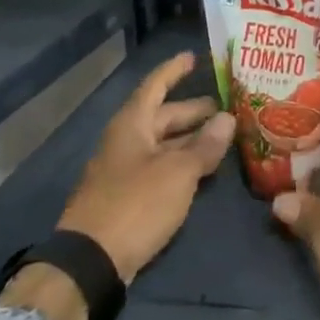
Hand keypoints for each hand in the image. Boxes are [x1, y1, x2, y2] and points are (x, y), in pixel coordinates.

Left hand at [57, 50, 235, 281]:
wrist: (91, 262)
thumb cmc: (135, 204)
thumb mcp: (178, 172)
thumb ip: (205, 145)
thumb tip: (228, 118)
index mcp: (132, 125)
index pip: (155, 85)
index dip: (174, 70)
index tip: (194, 57)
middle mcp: (126, 141)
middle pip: (162, 116)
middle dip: (193, 111)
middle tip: (226, 106)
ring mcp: (125, 171)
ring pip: (163, 144)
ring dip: (191, 139)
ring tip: (223, 136)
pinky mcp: (128, 197)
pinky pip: (160, 168)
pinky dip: (182, 163)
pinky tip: (204, 169)